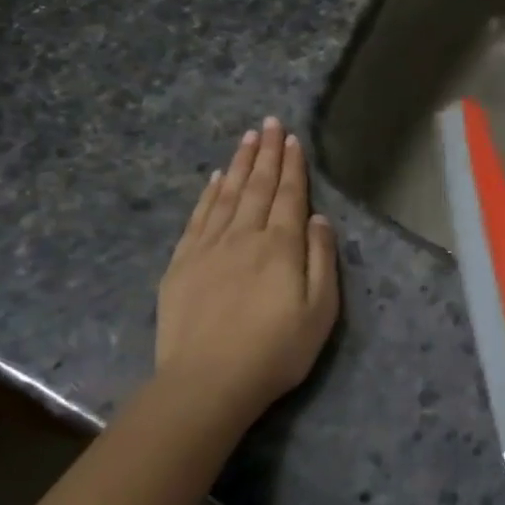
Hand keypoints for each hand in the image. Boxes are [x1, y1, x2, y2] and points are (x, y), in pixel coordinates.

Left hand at [156, 118, 339, 416]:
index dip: (292, 165)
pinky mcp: (182, 263)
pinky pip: (199, 216)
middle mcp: (245, 235)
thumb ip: (322, 260)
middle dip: (267, 153)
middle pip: (258, 186)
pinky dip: (209, 193)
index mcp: (281, 246)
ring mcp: (209, 247)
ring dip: (240, 164)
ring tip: (248, 138)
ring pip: (228, 194)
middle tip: (269, 122)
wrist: (207, 382)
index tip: (291, 138)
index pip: (289, 195)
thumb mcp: (320, 312)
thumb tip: (318, 218)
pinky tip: (216, 178)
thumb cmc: (274, 351)